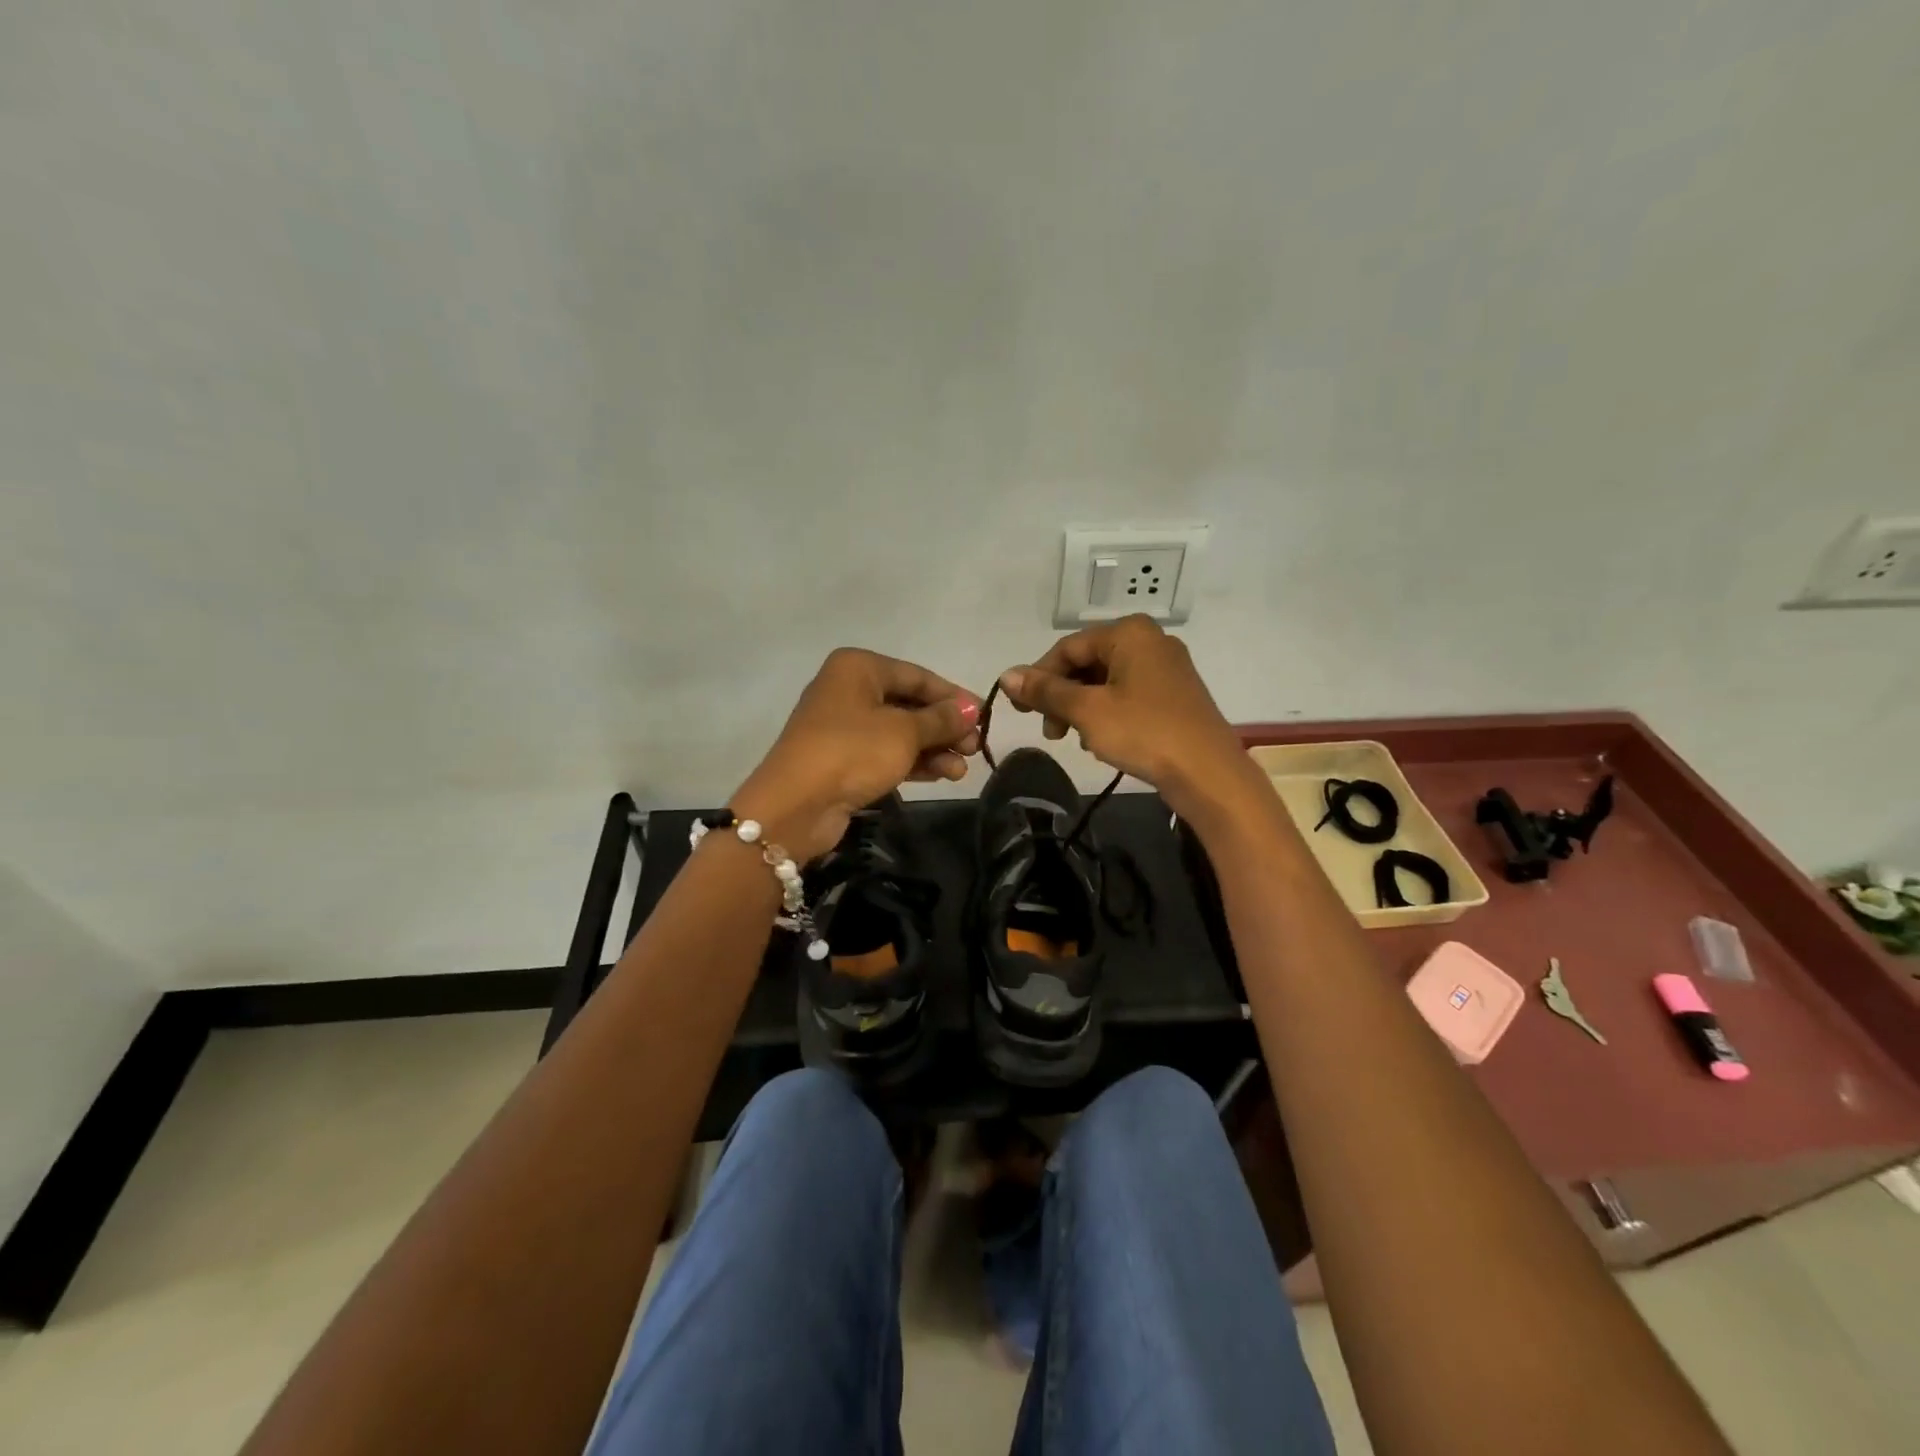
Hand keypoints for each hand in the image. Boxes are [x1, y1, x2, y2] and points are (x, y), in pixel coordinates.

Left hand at [731, 649, 980, 862]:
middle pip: (909, 704)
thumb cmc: (853, 752)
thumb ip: (941, 719)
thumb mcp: (905, 732)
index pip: (917, 675)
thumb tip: (972, 710)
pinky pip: (886, 753)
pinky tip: (943, 775)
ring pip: (900, 732)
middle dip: (944, 727)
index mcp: (859, 668)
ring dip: (933, 749)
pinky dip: (914, 762)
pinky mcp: (843, 759)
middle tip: (974, 747)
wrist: (796, 805)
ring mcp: (843, 727)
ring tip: (962, 770)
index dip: (953, 697)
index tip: (984, 717)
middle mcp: (849, 690)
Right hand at [997, 616, 1252, 823]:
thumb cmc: (1144, 733)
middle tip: (1050, 732)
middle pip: (1087, 663)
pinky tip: (1101, 741)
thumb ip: (1045, 691)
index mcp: (1129, 633)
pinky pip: (1127, 695)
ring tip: (1075, 740)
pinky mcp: (1174, 695)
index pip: (1067, 647)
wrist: (1208, 774)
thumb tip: (1006, 675)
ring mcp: (1166, 668)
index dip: (1038, 677)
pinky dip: (1107, 714)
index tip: (1020, 710)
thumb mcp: (1087, 711)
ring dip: (1082, 709)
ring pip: (1106, 682)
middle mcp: (1149, 641)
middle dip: (1062, 696)